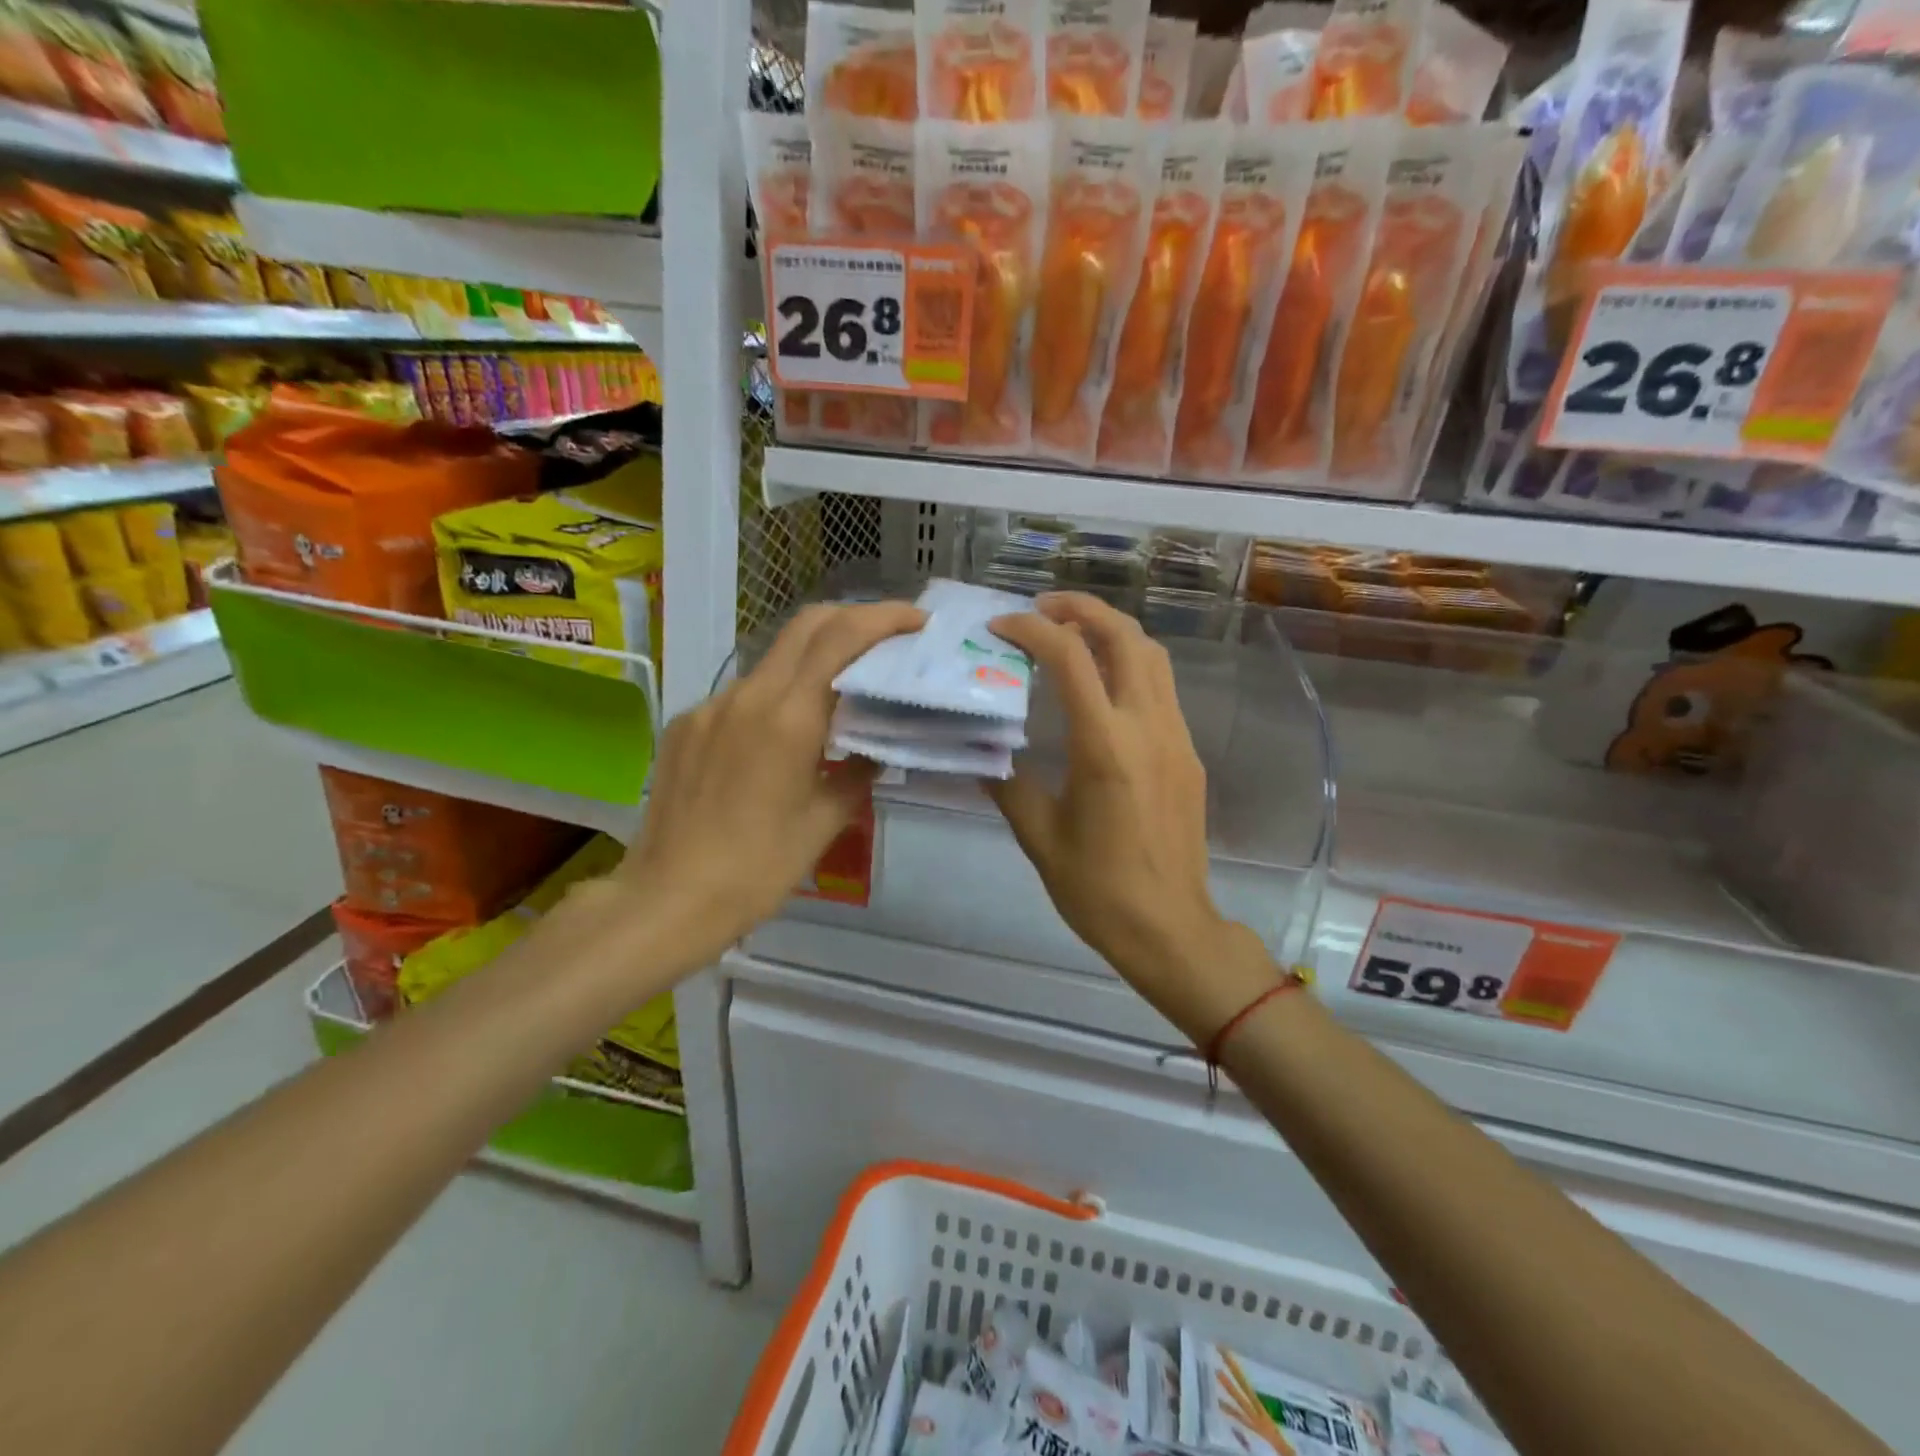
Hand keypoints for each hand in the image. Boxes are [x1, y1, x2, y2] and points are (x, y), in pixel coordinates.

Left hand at [615, 600, 924, 966]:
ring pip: (772, 660)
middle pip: (805, 626)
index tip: (917, 621)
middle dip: (852, 619)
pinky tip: (782, 735)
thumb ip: (857, 774)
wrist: (667, 900)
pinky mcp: (685, 725)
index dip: (883, 618)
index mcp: (788, 718)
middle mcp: (746, 696)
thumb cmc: (758, 869)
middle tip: (888, 637)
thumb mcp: (824, 823)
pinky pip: (741, 695)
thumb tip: (875, 751)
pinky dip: (776, 696)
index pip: (840, 638)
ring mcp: (709, 707)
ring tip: (841, 692)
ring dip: (814, 659)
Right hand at [988, 593, 1282, 1044]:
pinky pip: (1161, 689)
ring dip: (1112, 632)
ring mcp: (1175, 737)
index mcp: (1104, 746)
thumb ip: (1009, 785)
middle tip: (1044, 608)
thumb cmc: (1097, 888)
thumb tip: (986, 755)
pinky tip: (1102, 687)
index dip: (1033, 630)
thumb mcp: (1039, 837)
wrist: (1168, 926)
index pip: (1070, 658)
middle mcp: (1147, 727)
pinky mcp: (1187, 753)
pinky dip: (1130, 666)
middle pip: (1125, 637)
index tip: (1002, 627)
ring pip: (1152, 657)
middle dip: (1083, 608)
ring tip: (1072, 635)